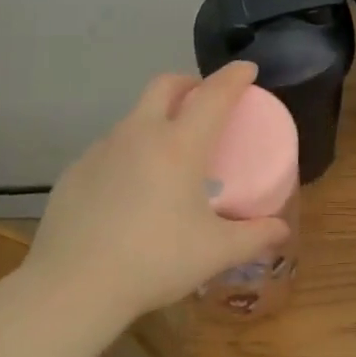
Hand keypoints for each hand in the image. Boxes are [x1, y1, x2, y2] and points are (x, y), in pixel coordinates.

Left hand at [22, 63, 291, 325]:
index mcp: (179, 146)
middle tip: (204, 100)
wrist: (74, 286)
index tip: (248, 69)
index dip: (234, 77)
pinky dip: (130, 152)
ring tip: (169, 153)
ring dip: (157, 119)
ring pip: (134, 117)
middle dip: (189, 83)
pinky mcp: (76, 172)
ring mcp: (101, 150)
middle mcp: (139, 135)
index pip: (213, 95)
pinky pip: (110, 148)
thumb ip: (254, 237)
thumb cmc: (155, 261)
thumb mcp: (216, 252)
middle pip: (165, 86)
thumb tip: (281, 231)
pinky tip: (132, 188)